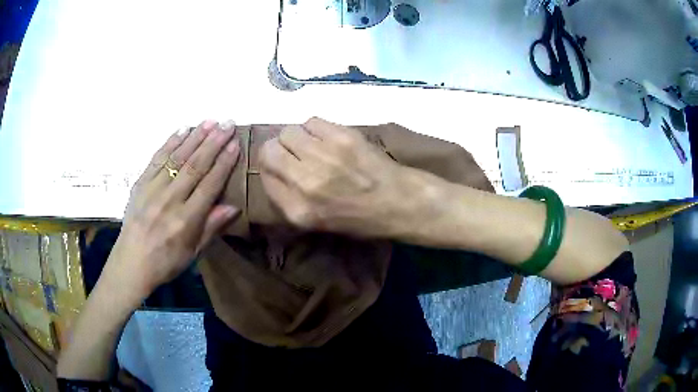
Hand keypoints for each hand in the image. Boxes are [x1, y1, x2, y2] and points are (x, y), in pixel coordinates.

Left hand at [104, 120, 240, 302]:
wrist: (131, 263)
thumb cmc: (166, 262)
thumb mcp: (193, 252)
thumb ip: (211, 227)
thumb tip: (234, 206)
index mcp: (186, 220)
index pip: (209, 184)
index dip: (224, 163)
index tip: (235, 143)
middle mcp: (170, 200)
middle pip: (195, 166)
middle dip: (213, 142)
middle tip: (228, 123)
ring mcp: (153, 189)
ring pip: (177, 157)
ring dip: (195, 137)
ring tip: (210, 121)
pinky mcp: (140, 183)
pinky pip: (157, 158)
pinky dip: (170, 142)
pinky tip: (182, 130)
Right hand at [259, 117, 431, 238]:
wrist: (399, 202)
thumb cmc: (359, 218)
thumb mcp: (315, 222)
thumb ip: (287, 198)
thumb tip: (271, 168)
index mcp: (297, 210)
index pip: (263, 175)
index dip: (270, 168)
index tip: (281, 167)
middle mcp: (304, 183)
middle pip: (269, 149)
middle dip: (277, 149)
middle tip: (293, 153)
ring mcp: (324, 156)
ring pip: (289, 131)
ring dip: (296, 137)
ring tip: (312, 145)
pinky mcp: (342, 137)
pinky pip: (312, 121)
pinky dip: (315, 128)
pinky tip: (327, 138)